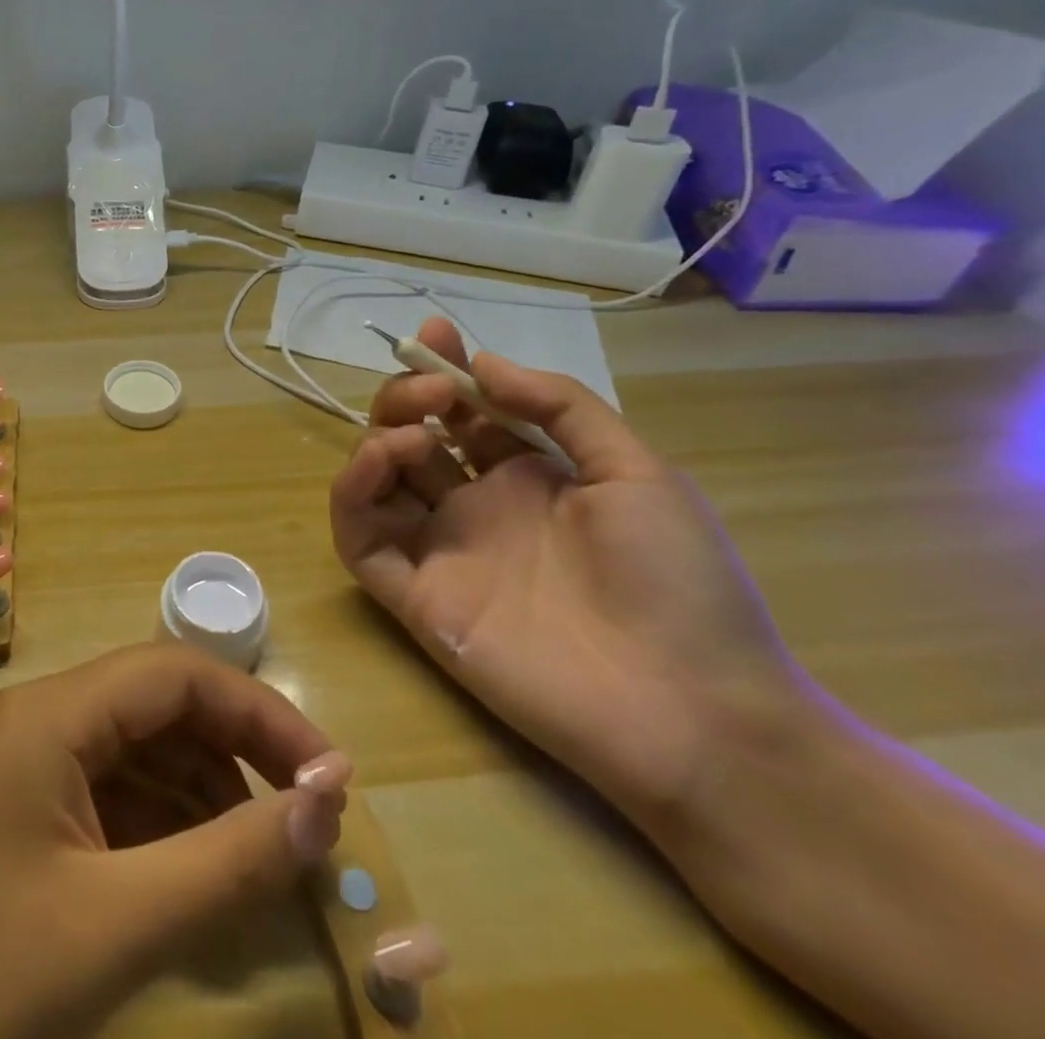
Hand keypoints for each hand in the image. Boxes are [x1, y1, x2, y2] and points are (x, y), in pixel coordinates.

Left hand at [0, 644, 350, 1038]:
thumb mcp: (114, 925)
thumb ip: (228, 862)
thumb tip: (326, 803)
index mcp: (48, 713)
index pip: (175, 673)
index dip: (259, 712)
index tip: (328, 775)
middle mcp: (32, 717)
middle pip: (153, 705)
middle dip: (233, 753)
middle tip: (301, 822)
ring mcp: (14, 762)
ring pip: (129, 749)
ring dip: (198, 793)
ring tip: (257, 859)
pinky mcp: (6, 810)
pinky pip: (98, 793)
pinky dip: (154, 825)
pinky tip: (189, 877)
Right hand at [330, 316, 801, 825]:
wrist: (693, 711)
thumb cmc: (678, 583)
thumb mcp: (638, 471)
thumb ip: (560, 406)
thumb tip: (483, 363)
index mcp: (526, 478)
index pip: (463, 413)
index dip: (443, 370)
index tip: (433, 333)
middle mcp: (474, 506)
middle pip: (410, 437)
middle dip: (406, 397)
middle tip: (429, 386)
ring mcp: (440, 550)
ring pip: (376, 481)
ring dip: (377, 439)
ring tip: (412, 435)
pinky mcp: (413, 594)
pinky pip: (358, 537)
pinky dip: (351, 493)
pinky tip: (379, 462)